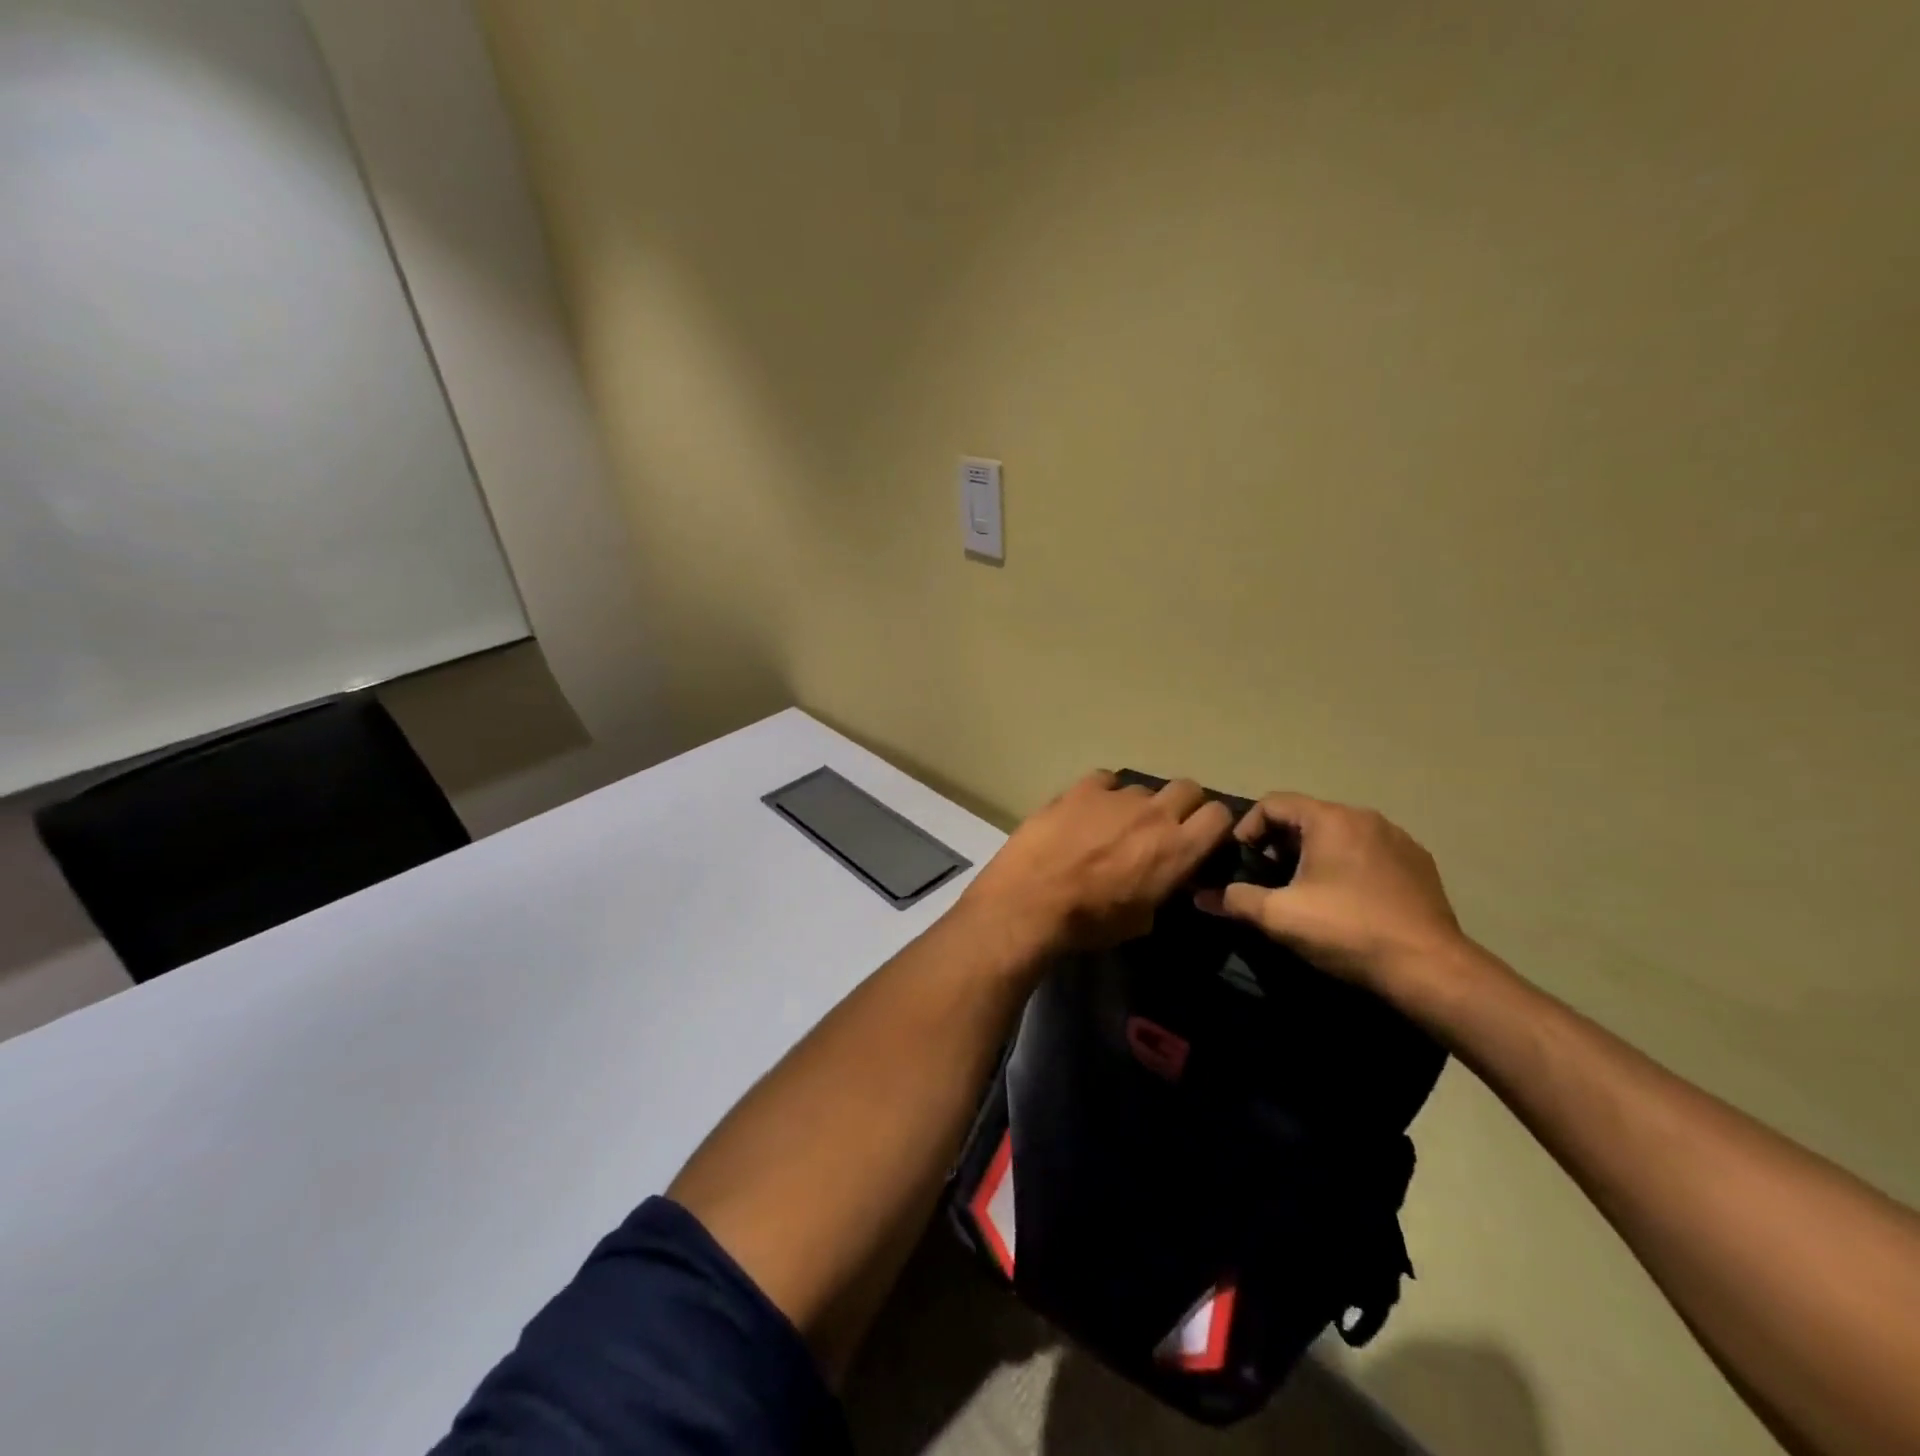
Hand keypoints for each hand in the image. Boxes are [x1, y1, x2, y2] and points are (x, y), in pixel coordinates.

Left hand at [962, 772, 1235, 955]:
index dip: (1212, 825)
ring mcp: (1116, 796)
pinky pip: (1104, 780)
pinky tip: (1085, 812)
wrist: (1032, 900)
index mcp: (1178, 849)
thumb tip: (1162, 879)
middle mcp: (1155, 814)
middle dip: (1181, 804)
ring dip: (1135, 804)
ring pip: (1141, 787)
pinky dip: (1101, 794)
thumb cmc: (1090, 922)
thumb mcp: (1142, 919)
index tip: (1199, 838)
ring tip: (1112, 825)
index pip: (1220, 816)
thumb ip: (1162, 889)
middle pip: (1187, 788)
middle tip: (1162, 826)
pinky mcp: (1080, 788)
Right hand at [1196, 793, 1468, 993]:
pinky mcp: (1419, 864)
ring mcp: (1397, 839)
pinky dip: (1347, 866)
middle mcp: (1365, 817)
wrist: (1430, 968)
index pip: (1273, 803)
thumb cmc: (1347, 930)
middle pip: (1306, 817)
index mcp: (1331, 819)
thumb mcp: (1279, 916)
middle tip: (1268, 880)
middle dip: (1279, 844)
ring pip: (1339, 834)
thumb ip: (1235, 899)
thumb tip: (1200, 897)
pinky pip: (1368, 852)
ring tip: (1305, 891)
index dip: (1247, 828)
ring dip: (1314, 855)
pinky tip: (1347, 901)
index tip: (1241, 862)